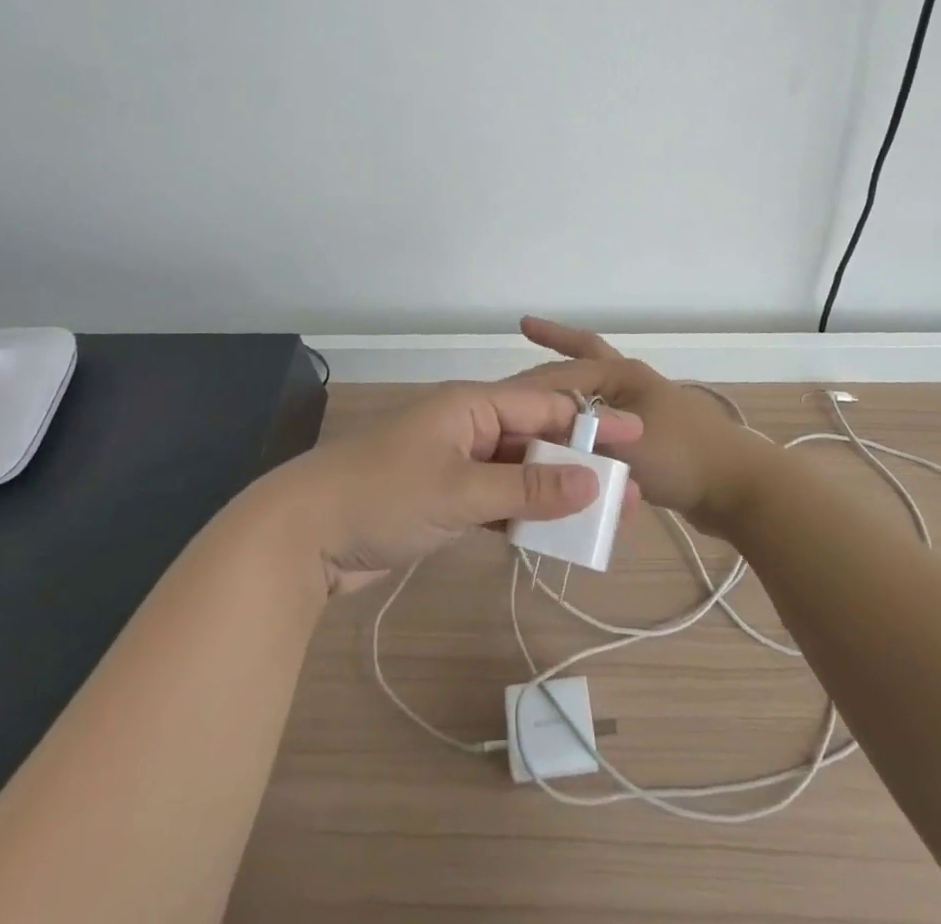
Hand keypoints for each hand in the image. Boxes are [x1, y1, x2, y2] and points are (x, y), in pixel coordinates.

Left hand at [275, 381, 642, 592]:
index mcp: (470, 406)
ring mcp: (453, 465)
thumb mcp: (461, 490)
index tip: (637, 437)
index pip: (543, 407)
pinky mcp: (441, 501)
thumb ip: (528, 486)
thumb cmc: (384, 495)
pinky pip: (495, 500)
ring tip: (600, 515)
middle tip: (627, 489)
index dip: (591, 422)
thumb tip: (593, 479)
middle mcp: (466, 428)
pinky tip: (552, 532)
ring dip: (554, 492)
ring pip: (517, 473)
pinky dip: (522, 513)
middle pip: (534, 440)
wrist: (303, 535)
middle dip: (579, 462)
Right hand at [515, 317, 774, 533]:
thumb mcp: (623, 445)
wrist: (739, 489)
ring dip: (570, 386)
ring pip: (594, 393)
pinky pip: (606, 426)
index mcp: (624, 375)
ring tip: (540, 389)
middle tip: (526, 328)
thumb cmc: (682, 457)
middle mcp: (632, 384)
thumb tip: (542, 444)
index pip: (567, 368)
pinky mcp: (651, 439)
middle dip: (556, 342)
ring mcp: (643, 410)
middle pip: (585, 356)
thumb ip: (579, 442)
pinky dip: (586, 426)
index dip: (531, 377)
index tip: (498, 388)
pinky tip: (570, 440)